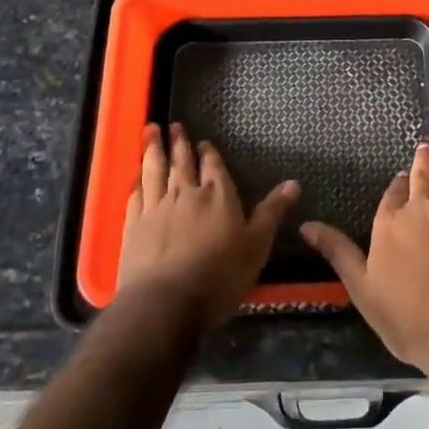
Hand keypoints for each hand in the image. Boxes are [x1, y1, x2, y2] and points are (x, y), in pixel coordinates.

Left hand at [116, 123, 298, 331]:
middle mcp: (186, 194)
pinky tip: (135, 173)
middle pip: (182, 162)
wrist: (165, 303)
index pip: (214, 167)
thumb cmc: (218, 277)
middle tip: (174, 126)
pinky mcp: (133, 224)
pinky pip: (136, 193)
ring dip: (153, 149)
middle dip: (180, 143)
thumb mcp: (256, 247)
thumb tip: (294, 183)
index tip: (203, 142)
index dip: (209, 153)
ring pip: (154, 170)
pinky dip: (136, 179)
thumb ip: (272, 213)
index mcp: (218, 196)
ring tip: (151, 130)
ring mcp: (156, 207)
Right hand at [301, 131, 428, 379]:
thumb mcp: (363, 289)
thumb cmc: (409, 317)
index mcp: (390, 220)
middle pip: (422, 174)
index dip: (398, 185)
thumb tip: (305, 225)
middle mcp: (422, 205)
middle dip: (423, 159)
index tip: (401, 179)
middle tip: (426, 146)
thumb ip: (338, 252)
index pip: (393, 192)